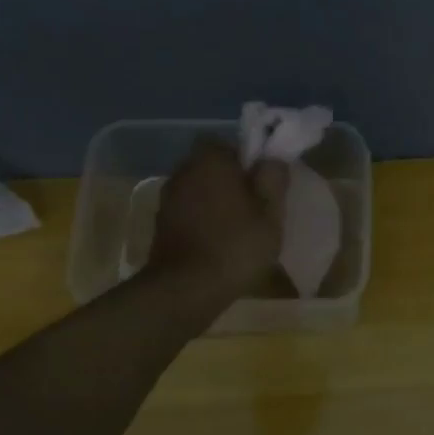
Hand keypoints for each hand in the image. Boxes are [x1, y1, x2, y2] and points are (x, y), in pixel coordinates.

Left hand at [144, 139, 286, 302]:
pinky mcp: (160, 225)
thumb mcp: (271, 215)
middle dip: (231, 182)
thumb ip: (273, 180)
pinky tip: (218, 244)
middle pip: (211, 168)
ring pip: (199, 191)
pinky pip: (189, 213)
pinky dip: (202, 222)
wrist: (185, 290)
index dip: (247, 161)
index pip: (228, 144)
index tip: (262, 183)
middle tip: (255, 207)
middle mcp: (183, 171)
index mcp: (210, 161)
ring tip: (238, 230)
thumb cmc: (235, 246)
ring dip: (215, 203)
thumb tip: (272, 159)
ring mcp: (168, 199)